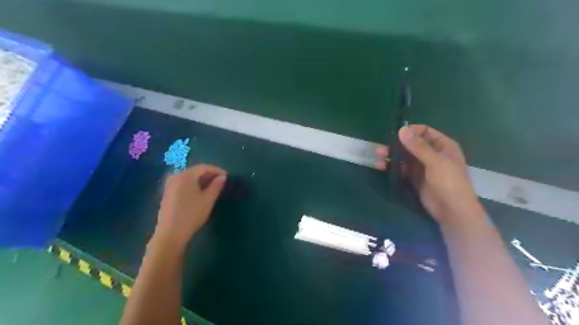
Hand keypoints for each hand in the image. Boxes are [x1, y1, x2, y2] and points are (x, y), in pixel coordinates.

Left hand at [154, 164, 225, 249]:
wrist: (170, 234)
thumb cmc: (192, 214)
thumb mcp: (208, 200)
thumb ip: (216, 186)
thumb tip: (222, 177)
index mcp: (186, 176)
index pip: (204, 167)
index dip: (217, 170)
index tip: (227, 176)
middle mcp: (176, 176)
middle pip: (195, 171)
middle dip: (209, 175)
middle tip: (221, 181)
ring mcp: (170, 185)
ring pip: (189, 177)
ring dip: (201, 180)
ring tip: (213, 187)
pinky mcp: (168, 193)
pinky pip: (183, 183)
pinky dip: (193, 185)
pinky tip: (200, 192)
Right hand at [376, 125, 484, 225]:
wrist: (452, 210)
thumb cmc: (449, 182)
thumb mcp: (435, 162)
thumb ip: (418, 146)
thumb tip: (401, 130)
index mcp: (442, 146)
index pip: (425, 131)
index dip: (411, 131)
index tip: (396, 134)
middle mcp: (431, 154)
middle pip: (412, 144)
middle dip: (397, 144)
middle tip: (382, 146)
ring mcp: (422, 166)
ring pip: (404, 156)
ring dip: (392, 155)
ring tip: (377, 155)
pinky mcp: (414, 178)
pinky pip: (401, 168)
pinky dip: (392, 166)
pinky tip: (381, 166)